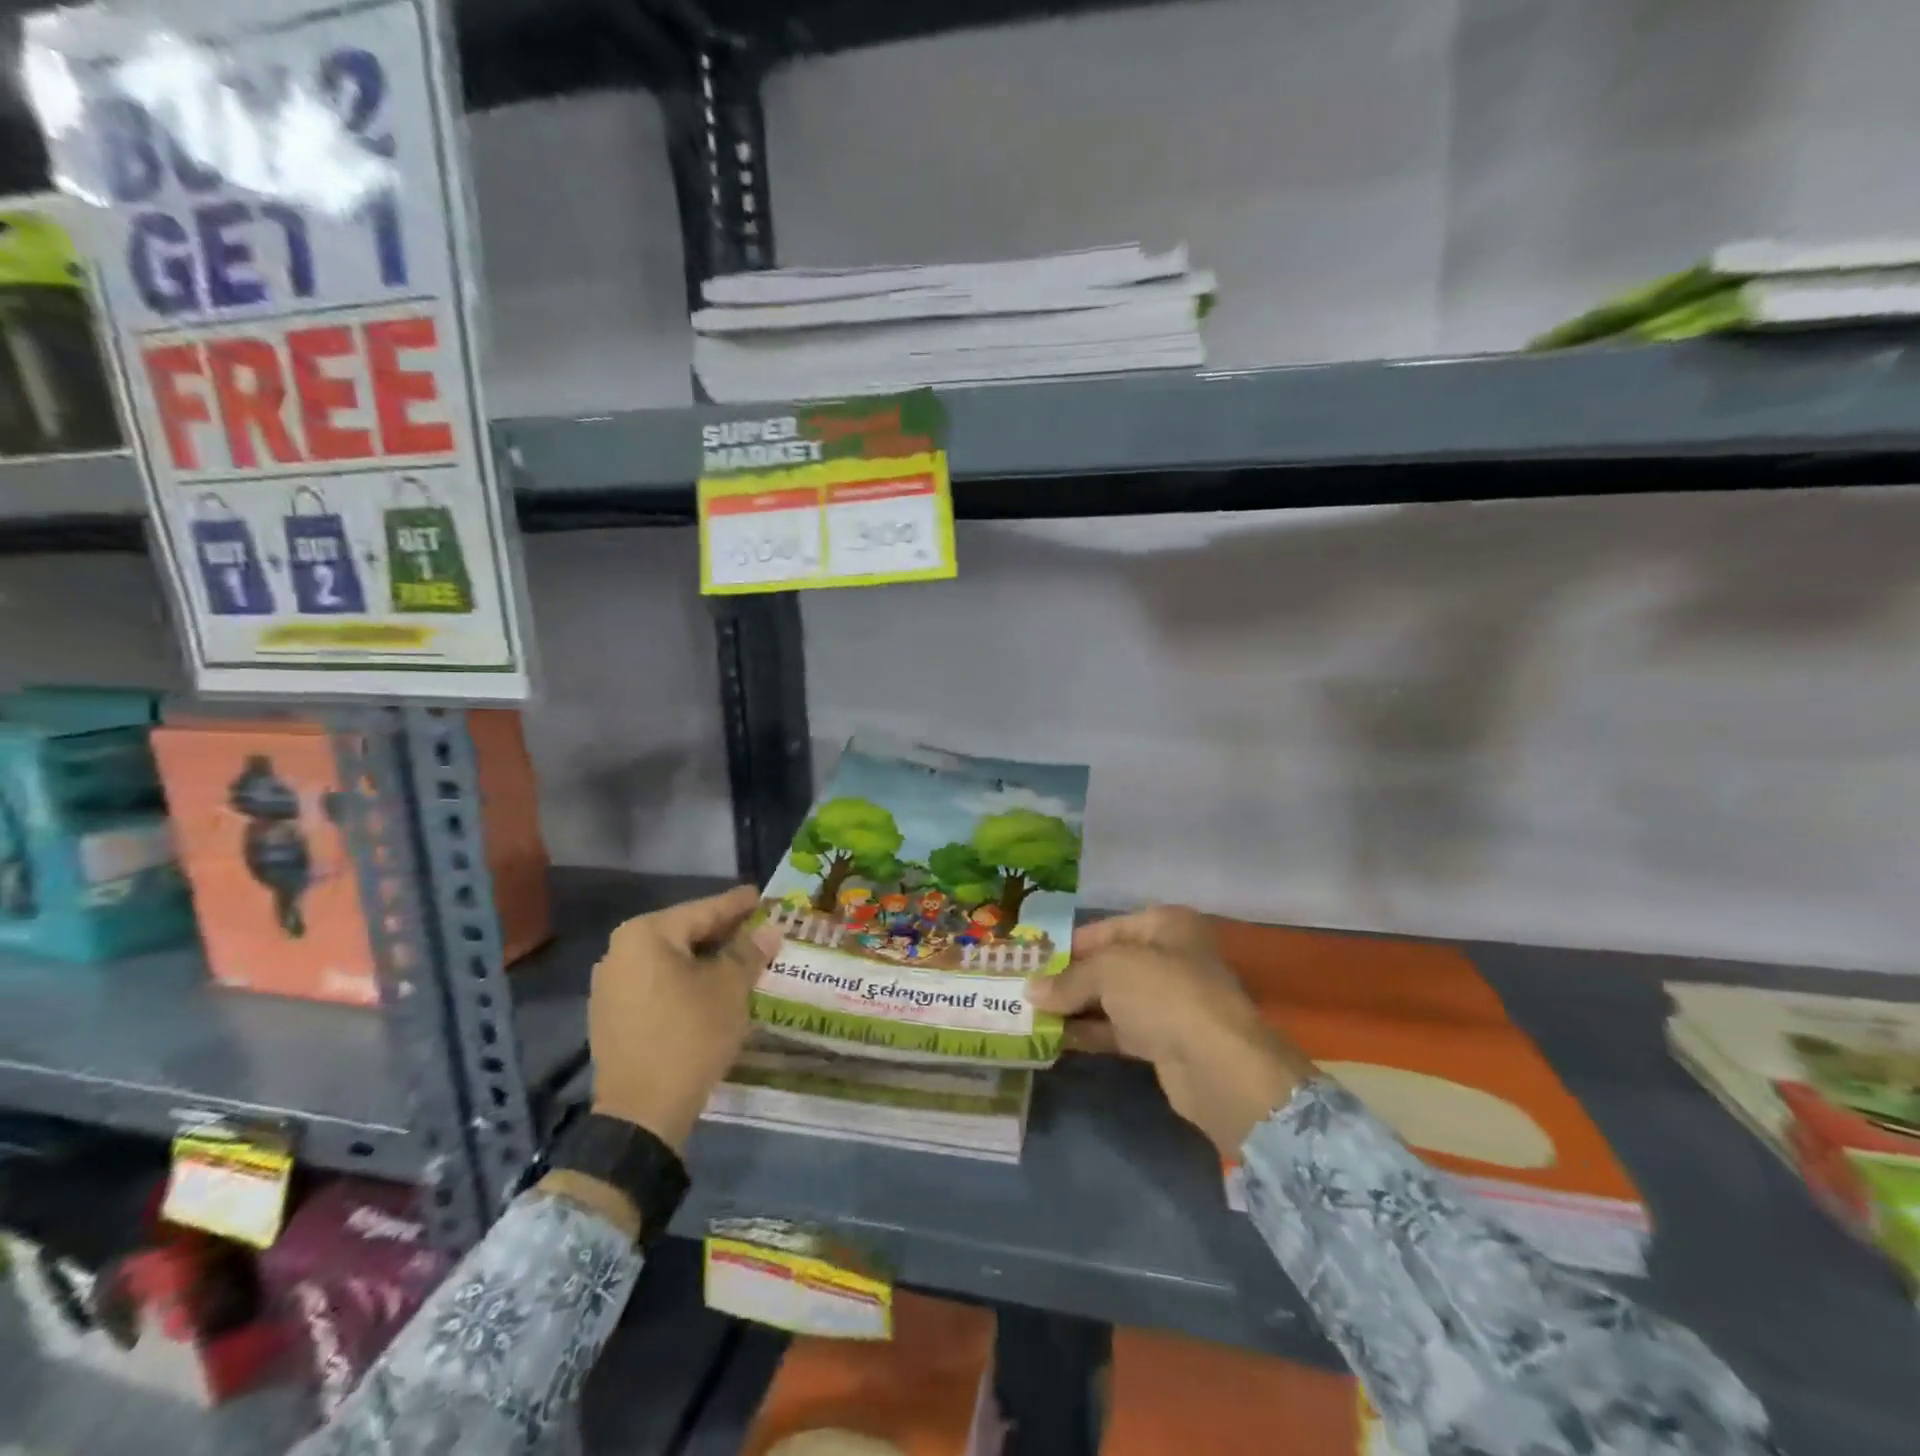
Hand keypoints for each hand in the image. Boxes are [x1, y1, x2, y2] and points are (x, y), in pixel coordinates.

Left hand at [588, 885, 782, 1155]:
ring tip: (740, 959)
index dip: (738, 905)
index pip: (704, 910)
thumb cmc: (690, 1036)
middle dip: (722, 933)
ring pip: (670, 960)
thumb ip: (748, 953)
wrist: (641, 1113)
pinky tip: (711, 989)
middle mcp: (620, 951)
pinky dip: (685, 981)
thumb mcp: (730, 989)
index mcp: (646, 935)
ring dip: (704, 959)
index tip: (761, 896)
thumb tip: (769, 931)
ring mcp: (610, 985)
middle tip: (757, 928)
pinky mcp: (611, 1014)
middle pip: (684, 933)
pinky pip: (656, 983)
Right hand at [1027, 906, 1315, 1154]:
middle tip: (1025, 989)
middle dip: (1068, 978)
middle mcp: (1169, 957)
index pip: (1104, 929)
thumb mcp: (1108, 971)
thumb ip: (1068, 979)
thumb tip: (1030, 991)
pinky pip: (1118, 1030)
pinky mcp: (1164, 1040)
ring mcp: (1168, 1001)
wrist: (1218, 1066)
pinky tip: (1055, 1038)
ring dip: (1074, 1008)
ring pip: (1111, 999)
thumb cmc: (1164, 994)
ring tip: (1030, 1014)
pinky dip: (1090, 1032)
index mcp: (1165, 925)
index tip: (1031, 960)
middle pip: (1108, 964)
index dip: (1067, 944)